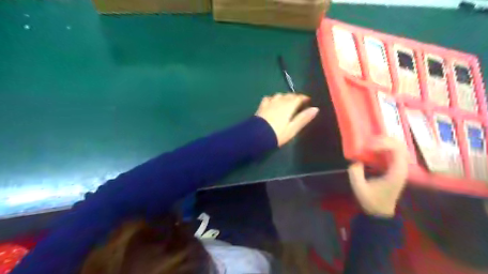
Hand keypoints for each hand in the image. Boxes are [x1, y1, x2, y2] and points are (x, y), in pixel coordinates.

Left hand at [256, 92, 320, 146]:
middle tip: (298, 103)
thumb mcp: (293, 128)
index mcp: (289, 105)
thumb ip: (304, 118)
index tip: (308, 101)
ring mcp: (269, 102)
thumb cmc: (278, 134)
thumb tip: (316, 109)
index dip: (304, 98)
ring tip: (286, 103)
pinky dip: (273, 99)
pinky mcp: (261, 106)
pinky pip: (268, 98)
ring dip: (284, 97)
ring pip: (279, 95)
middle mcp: (280, 101)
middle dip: (295, 97)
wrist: (257, 135)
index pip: (299, 97)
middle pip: (289, 95)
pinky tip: (272, 103)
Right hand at [345, 137, 408, 218]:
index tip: (368, 147)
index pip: (396, 149)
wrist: (380, 212)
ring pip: (397, 147)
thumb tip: (355, 160)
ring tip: (369, 144)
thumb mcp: (359, 188)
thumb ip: (355, 173)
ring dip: (384, 142)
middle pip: (399, 145)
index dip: (382, 144)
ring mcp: (399, 168)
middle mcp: (401, 168)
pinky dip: (383, 147)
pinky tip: (373, 149)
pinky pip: (393, 152)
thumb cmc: (371, 201)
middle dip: (383, 140)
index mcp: (396, 172)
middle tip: (368, 142)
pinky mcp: (394, 168)